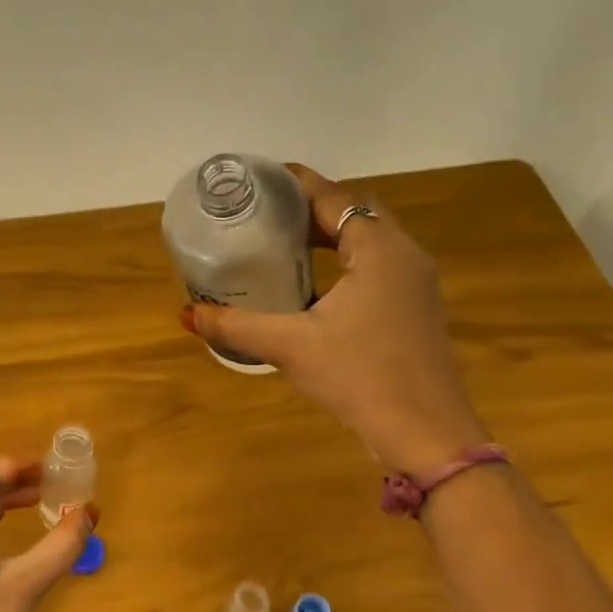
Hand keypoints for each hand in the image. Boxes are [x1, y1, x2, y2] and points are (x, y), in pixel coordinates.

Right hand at [180, 163, 487, 473]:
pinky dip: (346, 262)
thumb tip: (187, 314)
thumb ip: (236, 326)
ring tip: (286, 244)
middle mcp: (404, 256)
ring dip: (332, 236)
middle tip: (268, 214)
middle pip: (357, 212)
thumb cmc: (359, 376)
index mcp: (379, 250)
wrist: (425, 432)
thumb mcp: (290, 346)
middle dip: (313, 208)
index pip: (336, 198)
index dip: (300, 184)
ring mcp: (416, 284)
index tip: (264, 179)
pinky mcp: (416, 310)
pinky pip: (378, 267)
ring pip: (370, 241)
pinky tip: (316, 287)